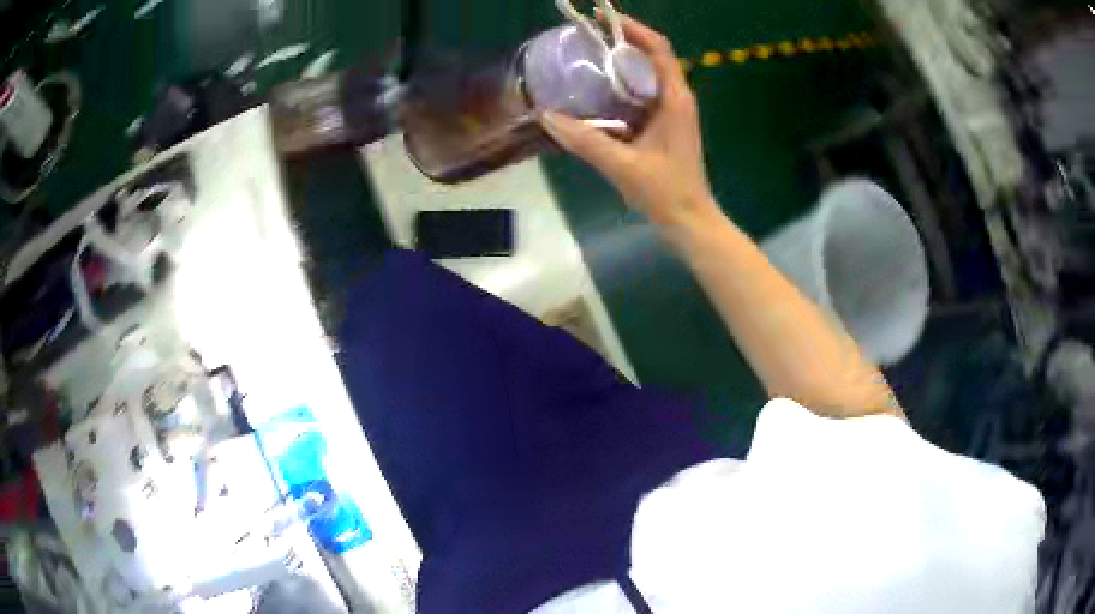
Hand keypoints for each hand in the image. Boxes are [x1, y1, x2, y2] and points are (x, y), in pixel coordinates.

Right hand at [538, 15, 716, 228]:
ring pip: (646, 76)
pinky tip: (596, 93)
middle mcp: (676, 99)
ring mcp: (672, 112)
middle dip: (621, 41)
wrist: (689, 220)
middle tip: (586, 37)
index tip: (602, 17)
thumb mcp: (622, 165)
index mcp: (674, 99)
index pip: (658, 49)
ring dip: (621, 64)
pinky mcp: (665, 125)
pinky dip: (621, 87)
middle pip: (652, 56)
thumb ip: (584, 140)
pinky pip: (642, 95)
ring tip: (587, 58)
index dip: (633, 27)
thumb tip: (546, 116)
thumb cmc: (664, 192)